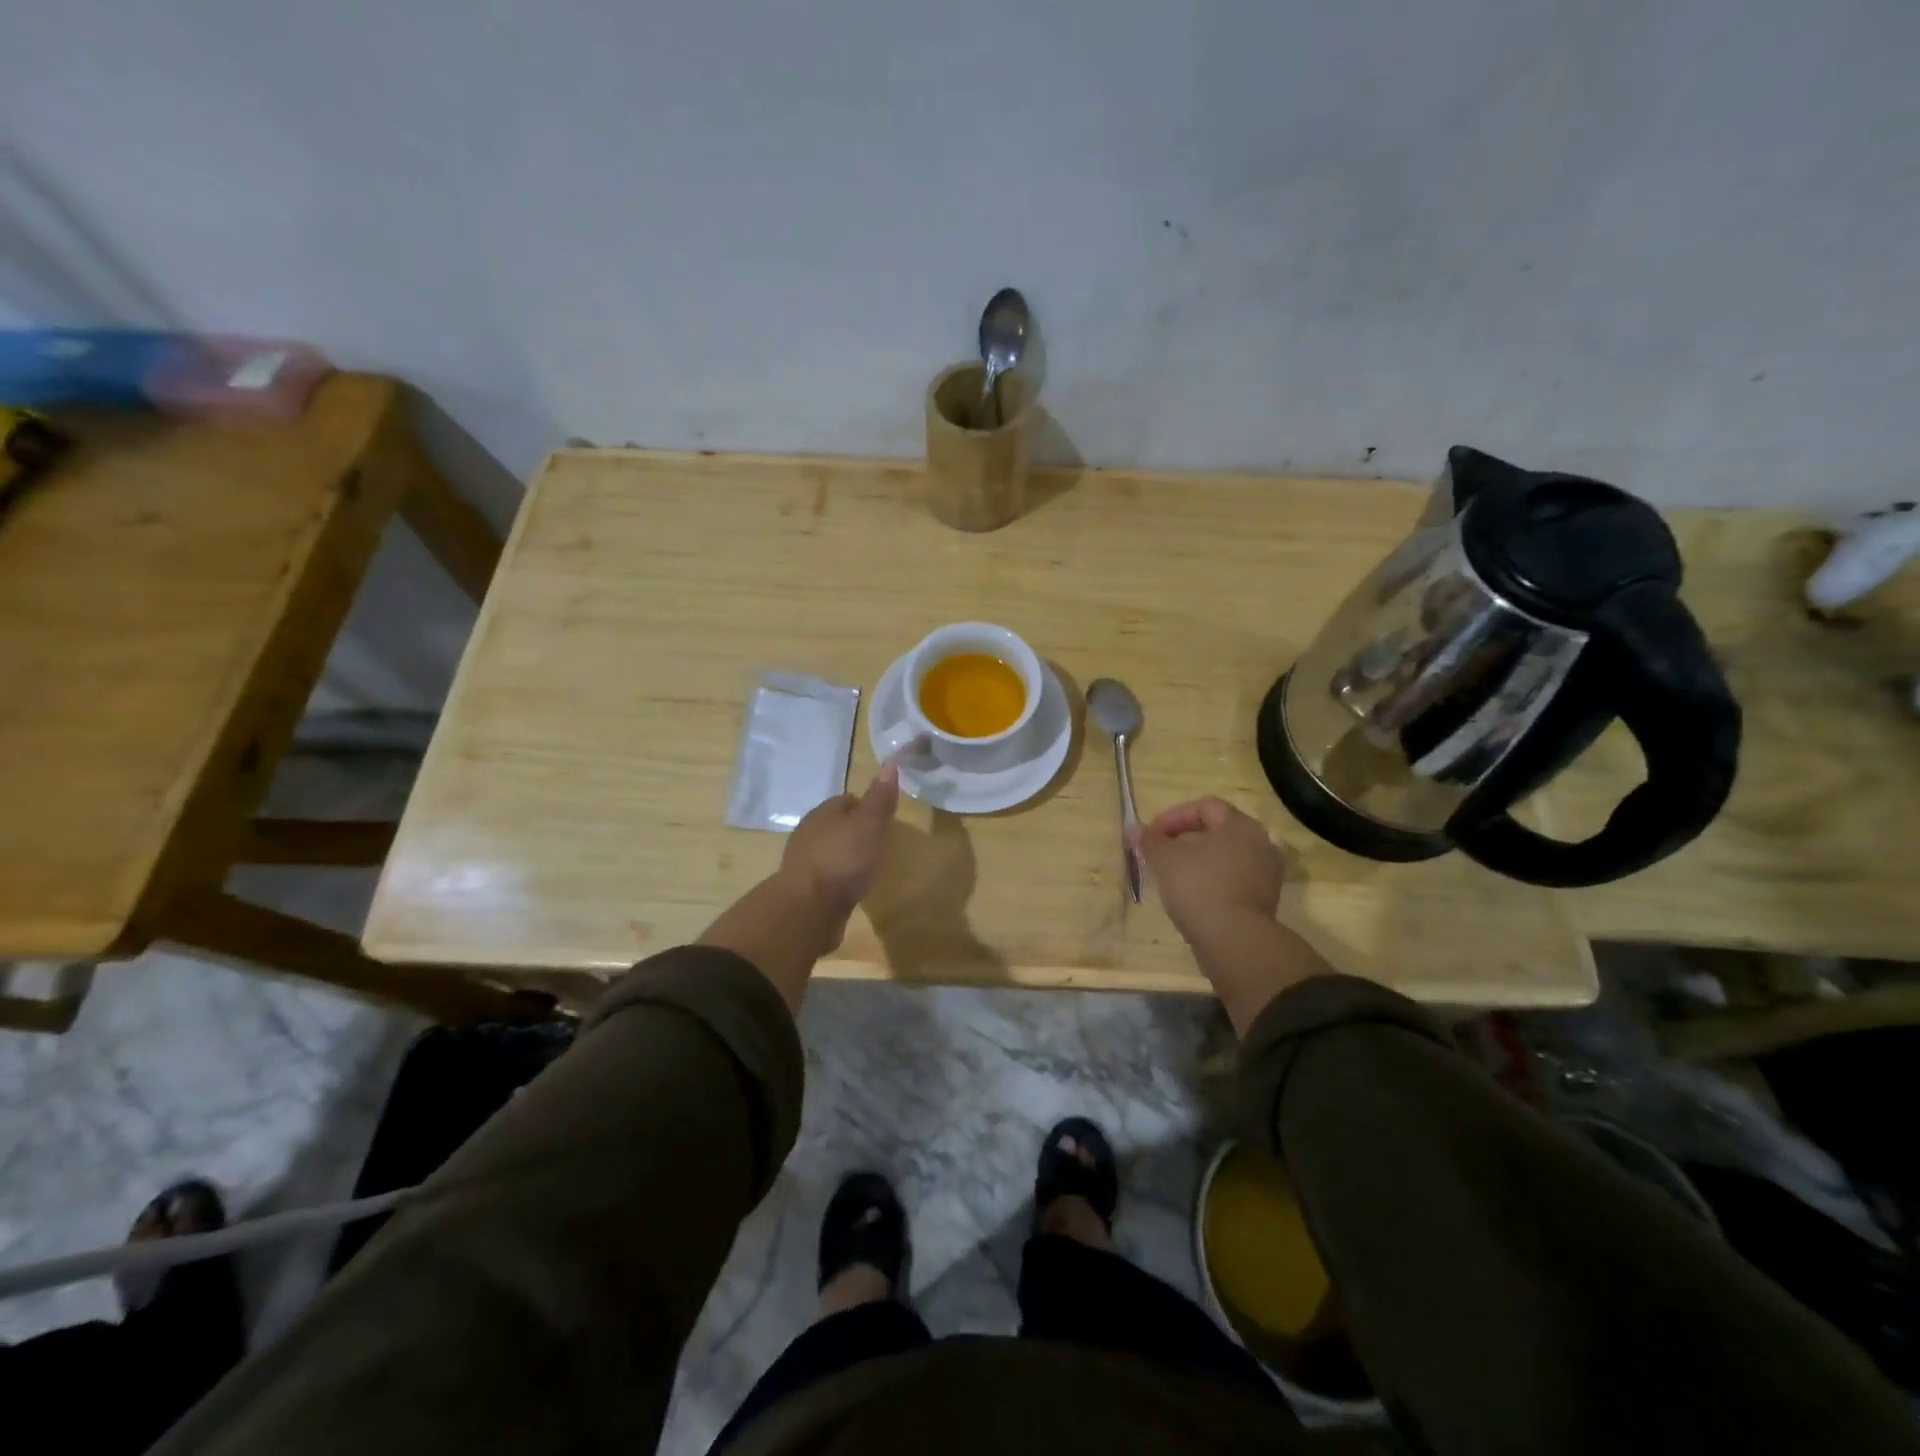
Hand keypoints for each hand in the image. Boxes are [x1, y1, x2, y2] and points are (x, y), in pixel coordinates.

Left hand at [778, 763, 900, 918]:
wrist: (808, 908)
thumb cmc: (842, 860)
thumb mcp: (869, 825)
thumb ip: (880, 798)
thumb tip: (890, 762)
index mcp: (823, 812)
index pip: (847, 800)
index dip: (867, 805)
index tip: (883, 817)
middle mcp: (808, 832)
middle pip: (836, 824)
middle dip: (854, 830)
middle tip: (877, 841)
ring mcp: (803, 861)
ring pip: (828, 849)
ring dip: (844, 854)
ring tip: (865, 865)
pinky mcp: (802, 887)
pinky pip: (824, 874)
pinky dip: (836, 876)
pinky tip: (848, 886)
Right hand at [1135, 796, 1330, 1034]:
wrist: (1235, 942)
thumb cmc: (1199, 888)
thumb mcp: (1165, 860)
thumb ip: (1150, 840)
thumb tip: (1134, 827)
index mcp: (1240, 825)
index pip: (1205, 806)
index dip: (1174, 816)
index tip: (1152, 835)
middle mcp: (1259, 843)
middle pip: (1216, 831)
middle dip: (1184, 839)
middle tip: (1160, 854)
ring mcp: (1265, 873)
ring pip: (1224, 856)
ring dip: (1197, 861)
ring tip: (1172, 876)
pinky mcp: (1263, 900)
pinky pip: (1233, 879)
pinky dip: (1211, 881)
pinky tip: (1191, 896)